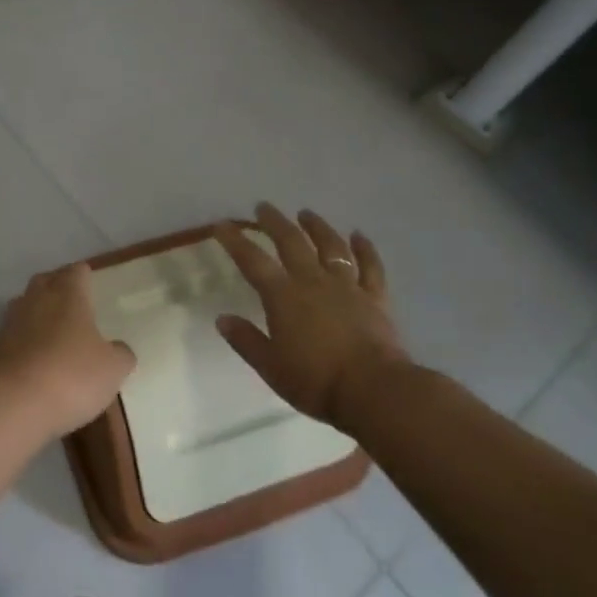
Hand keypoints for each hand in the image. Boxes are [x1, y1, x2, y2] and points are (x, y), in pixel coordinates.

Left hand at [0, 264, 135, 439]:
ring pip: (22, 307)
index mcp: (68, 295)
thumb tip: (118, 349)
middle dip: (56, 288)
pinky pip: (6, 337)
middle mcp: (35, 300)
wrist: (12, 404)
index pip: (76, 272)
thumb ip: (119, 354)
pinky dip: (16, 344)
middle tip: (71, 304)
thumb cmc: (71, 376)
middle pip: (45, 282)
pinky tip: (25, 362)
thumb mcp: (112, 369)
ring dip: (34, 315)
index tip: (90, 282)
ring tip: (48, 334)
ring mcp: (8, 323)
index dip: (84, 275)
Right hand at [214, 203, 408, 428]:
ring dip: (317, 226)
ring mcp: (347, 286)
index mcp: (283, 296)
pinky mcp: (375, 298)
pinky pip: (370, 266)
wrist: (374, 390)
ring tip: (306, 213)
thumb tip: (222, 318)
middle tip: (263, 206)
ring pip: (331, 246)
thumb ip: (246, 340)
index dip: (235, 241)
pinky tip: (359, 235)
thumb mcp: (270, 367)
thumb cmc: (316, 382)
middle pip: (291, 242)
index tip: (222, 225)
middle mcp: (313, 281)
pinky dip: (365, 248)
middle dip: (275, 222)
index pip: (252, 261)